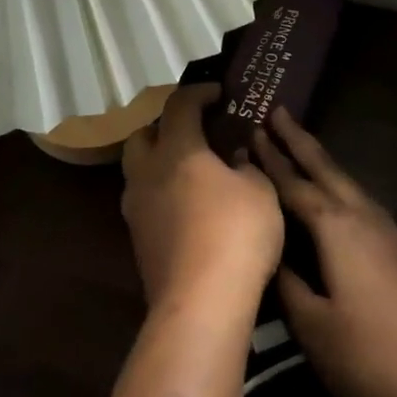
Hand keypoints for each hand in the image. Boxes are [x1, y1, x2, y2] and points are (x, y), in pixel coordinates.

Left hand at [122, 84, 283, 311]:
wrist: (200, 304)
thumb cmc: (236, 234)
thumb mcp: (259, 191)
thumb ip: (246, 166)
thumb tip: (234, 158)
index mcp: (177, 150)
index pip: (179, 105)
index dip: (199, 93)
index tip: (219, 93)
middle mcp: (147, 173)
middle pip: (142, 135)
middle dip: (165, 127)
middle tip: (194, 132)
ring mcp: (136, 210)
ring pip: (138, 171)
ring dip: (160, 162)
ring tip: (192, 172)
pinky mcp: (137, 242)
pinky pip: (145, 202)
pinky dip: (162, 194)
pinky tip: (188, 207)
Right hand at [252, 110, 396, 396]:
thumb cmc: (369, 355)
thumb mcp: (312, 325)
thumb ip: (287, 283)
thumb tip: (270, 253)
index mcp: (337, 227)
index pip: (295, 185)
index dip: (270, 161)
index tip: (249, 134)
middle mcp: (362, 216)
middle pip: (325, 168)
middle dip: (299, 140)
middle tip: (276, 112)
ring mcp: (386, 230)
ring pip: (345, 181)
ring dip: (320, 160)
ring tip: (298, 144)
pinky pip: (358, 199)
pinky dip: (336, 184)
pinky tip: (333, 194)